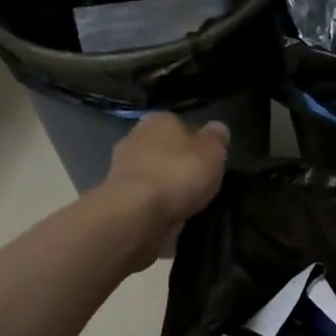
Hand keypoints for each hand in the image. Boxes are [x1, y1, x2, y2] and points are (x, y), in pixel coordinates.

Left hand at [104, 113, 230, 264]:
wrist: (136, 212)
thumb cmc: (178, 173)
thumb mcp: (212, 152)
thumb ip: (216, 139)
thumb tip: (218, 127)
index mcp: (158, 120)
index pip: (178, 124)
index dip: (194, 140)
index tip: (205, 158)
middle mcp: (134, 138)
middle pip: (161, 148)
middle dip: (175, 161)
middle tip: (197, 180)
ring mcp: (121, 169)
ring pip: (151, 173)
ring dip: (164, 185)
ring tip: (185, 202)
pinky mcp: (117, 197)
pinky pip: (143, 196)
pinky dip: (154, 204)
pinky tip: (169, 215)